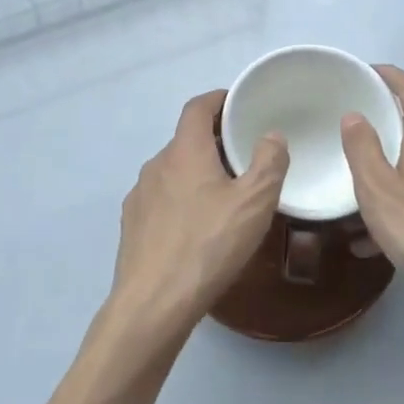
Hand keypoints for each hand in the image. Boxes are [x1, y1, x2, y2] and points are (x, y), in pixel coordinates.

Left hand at [106, 89, 288, 346]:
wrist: (153, 303)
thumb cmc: (208, 245)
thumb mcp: (254, 203)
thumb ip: (269, 162)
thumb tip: (271, 135)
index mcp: (184, 151)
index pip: (197, 107)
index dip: (218, 99)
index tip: (238, 104)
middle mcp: (156, 165)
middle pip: (186, 140)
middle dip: (214, 142)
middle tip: (244, 156)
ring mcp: (139, 195)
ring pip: (173, 172)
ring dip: (197, 173)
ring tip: (224, 196)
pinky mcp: (132, 225)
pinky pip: (161, 199)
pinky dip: (181, 200)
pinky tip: (197, 228)